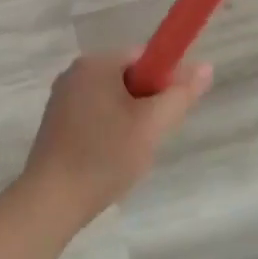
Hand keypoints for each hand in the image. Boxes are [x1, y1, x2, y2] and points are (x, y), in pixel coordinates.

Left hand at [18, 51, 213, 227]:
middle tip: (150, 137)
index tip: (168, 112)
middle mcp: (75, 72)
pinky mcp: (55, 122)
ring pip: (113, 99)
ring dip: (129, 121)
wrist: (50, 202)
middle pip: (129, 77)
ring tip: (129, 153)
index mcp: (96, 63)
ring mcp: (62, 98)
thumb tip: (206, 66)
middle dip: (146, 105)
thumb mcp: (152, 125)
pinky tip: (109, 159)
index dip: (164, 81)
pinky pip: (95, 115)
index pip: (144, 56)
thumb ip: (181, 94)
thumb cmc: (104, 157)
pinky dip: (109, 132)